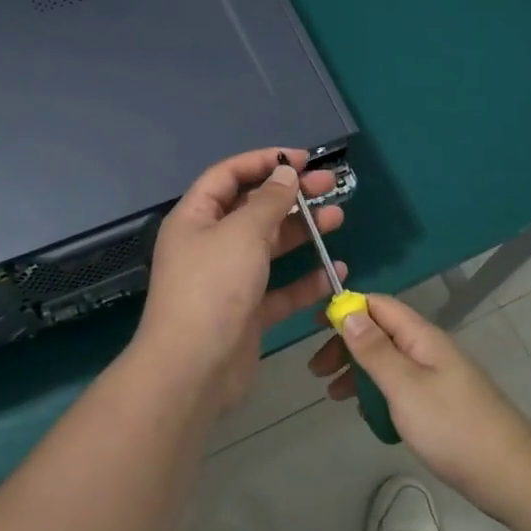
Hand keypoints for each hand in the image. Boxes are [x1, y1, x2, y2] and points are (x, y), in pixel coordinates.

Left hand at [136, 148, 347, 410]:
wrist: (192, 370)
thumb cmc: (213, 288)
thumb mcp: (242, 233)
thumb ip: (268, 201)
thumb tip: (285, 173)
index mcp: (195, 218)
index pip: (229, 175)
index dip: (264, 161)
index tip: (303, 160)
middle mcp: (210, 244)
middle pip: (253, 208)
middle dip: (291, 195)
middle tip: (330, 186)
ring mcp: (228, 280)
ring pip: (269, 246)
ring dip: (303, 232)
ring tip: (338, 219)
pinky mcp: (246, 312)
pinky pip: (279, 288)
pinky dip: (304, 280)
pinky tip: (334, 272)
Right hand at [309, 294, 530, 521]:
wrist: (511, 475)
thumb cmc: (452, 427)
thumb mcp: (405, 386)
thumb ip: (375, 350)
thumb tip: (349, 311)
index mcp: (422, 336)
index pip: (379, 305)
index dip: (347, 308)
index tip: (315, 326)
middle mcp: (429, 349)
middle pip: (381, 332)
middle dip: (347, 344)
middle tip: (317, 371)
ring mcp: (437, 377)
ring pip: (389, 361)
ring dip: (359, 371)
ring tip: (332, 395)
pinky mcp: (441, 403)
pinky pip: (401, 386)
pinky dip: (379, 393)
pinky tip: (367, 414)